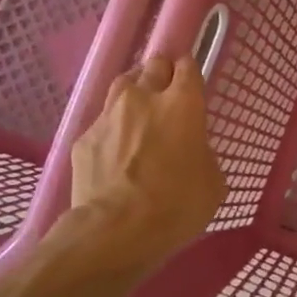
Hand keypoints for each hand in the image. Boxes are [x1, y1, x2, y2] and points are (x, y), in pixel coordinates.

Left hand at [69, 56, 224, 265]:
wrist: (115, 230)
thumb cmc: (176, 206)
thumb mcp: (212, 183)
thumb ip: (203, 154)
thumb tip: (192, 152)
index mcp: (182, 105)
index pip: (187, 67)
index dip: (190, 72)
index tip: (191, 84)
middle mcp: (144, 98)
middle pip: (153, 66)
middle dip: (162, 74)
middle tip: (167, 95)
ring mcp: (109, 115)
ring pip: (123, 85)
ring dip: (134, 93)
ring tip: (139, 112)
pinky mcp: (84, 138)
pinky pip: (102, 123)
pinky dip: (112, 130)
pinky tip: (116, 151)